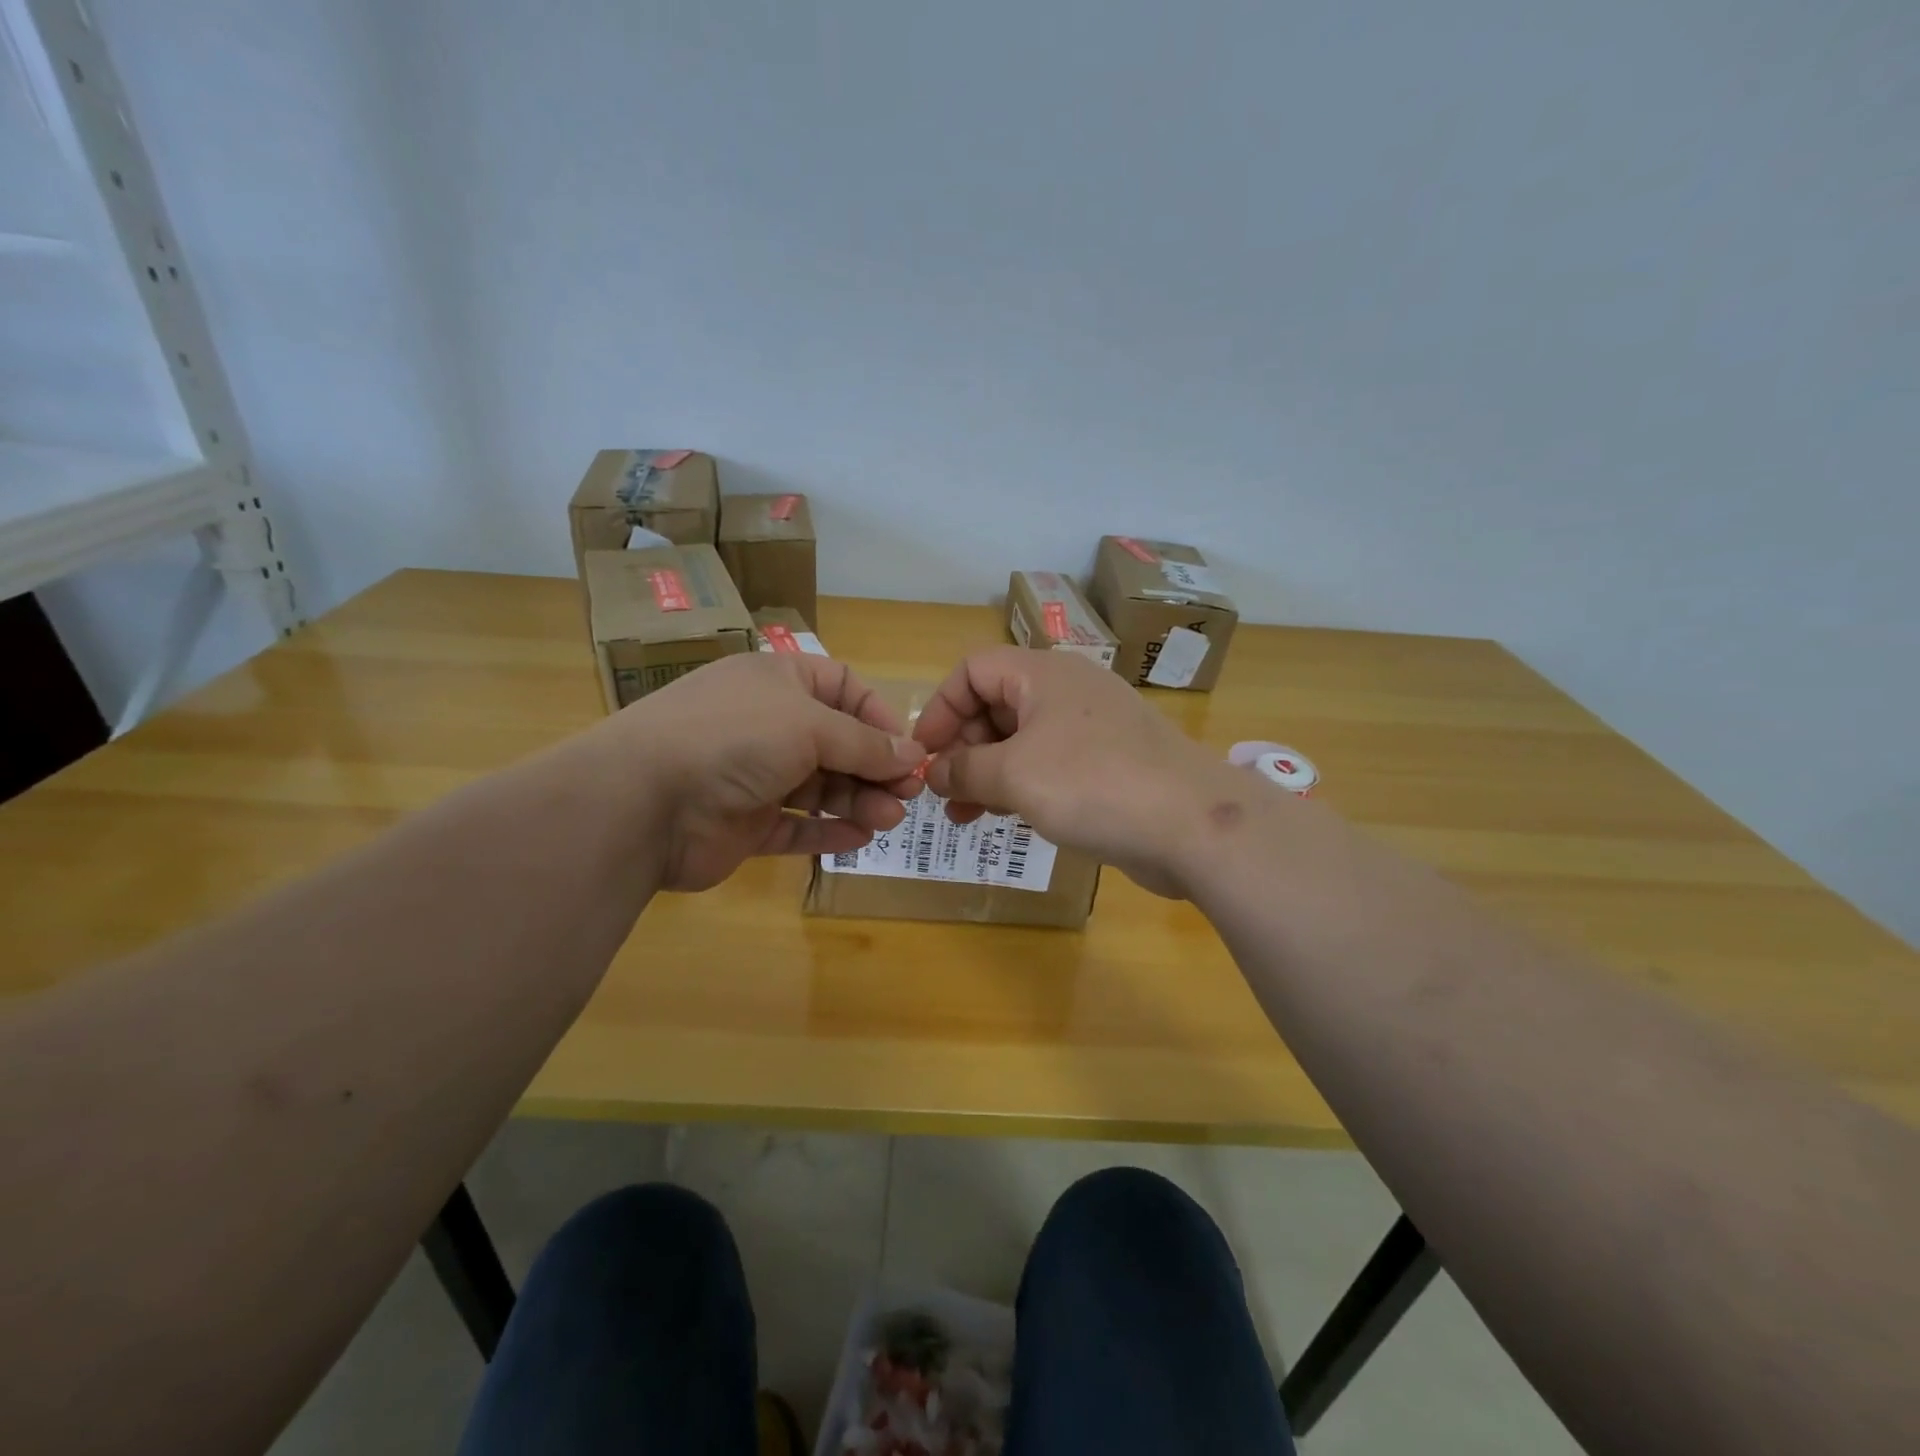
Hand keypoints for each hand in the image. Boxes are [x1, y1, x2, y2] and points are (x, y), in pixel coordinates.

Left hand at [610, 653, 925, 891]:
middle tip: (907, 796)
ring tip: (888, 820)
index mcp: (777, 681)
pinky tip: (858, 839)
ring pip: (820, 786)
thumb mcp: (810, 726)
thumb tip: (914, 756)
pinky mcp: (745, 823)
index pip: (842, 687)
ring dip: (858, 801)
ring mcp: (754, 775)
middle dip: (874, 768)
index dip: (878, 716)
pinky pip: (795, 825)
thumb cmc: (734, 739)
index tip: (906, 749)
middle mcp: (767, 724)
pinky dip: (827, 831)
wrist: (642, 800)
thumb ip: (866, 744)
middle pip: (837, 742)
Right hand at [912, 647, 1256, 897]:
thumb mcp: (1014, 775)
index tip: (925, 756)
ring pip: (1021, 739)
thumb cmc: (1093, 784)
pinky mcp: (1108, 764)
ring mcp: (1090, 728)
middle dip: (962, 747)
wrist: (1193, 824)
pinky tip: (1006, 817)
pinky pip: (1049, 765)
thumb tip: (934, 773)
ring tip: (963, 816)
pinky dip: (1021, 785)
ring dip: (986, 772)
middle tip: (944, 794)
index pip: (973, 670)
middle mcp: (1066, 691)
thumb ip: (964, 770)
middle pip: (995, 704)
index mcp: (1043, 674)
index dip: (941, 709)